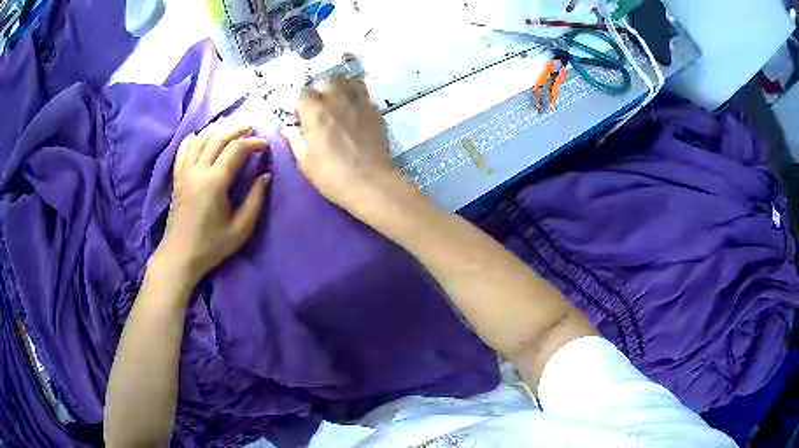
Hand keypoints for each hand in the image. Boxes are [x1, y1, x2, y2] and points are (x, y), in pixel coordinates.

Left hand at [154, 125, 270, 284]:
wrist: (179, 256)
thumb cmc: (211, 246)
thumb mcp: (240, 229)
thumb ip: (255, 201)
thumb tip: (266, 176)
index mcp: (214, 182)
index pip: (236, 149)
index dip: (253, 142)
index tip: (265, 146)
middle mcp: (197, 171)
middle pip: (218, 137)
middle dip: (238, 129)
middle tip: (252, 129)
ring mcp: (184, 172)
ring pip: (201, 138)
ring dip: (218, 130)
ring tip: (231, 130)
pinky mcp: (177, 177)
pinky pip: (184, 148)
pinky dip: (194, 138)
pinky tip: (202, 137)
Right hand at [283, 77, 399, 213]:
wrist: (370, 183)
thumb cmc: (332, 175)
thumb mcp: (304, 162)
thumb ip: (295, 140)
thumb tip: (290, 129)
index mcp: (315, 111)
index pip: (303, 94)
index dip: (301, 107)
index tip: (303, 121)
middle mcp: (337, 100)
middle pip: (328, 81)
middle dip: (323, 92)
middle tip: (323, 111)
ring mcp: (359, 103)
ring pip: (350, 83)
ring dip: (343, 90)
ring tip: (341, 106)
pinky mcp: (376, 111)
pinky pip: (365, 96)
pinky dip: (359, 100)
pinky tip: (357, 115)